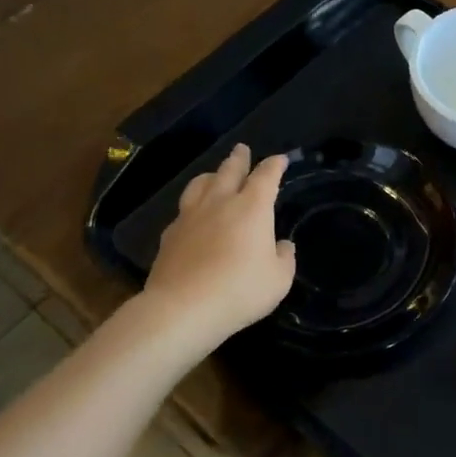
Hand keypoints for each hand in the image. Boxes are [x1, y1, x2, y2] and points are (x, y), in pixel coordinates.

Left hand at [143, 144, 295, 349]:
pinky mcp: (170, 234)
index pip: (266, 177)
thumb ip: (284, 258)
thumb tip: (282, 245)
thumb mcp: (279, 279)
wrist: (183, 308)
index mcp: (252, 208)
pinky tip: (193, 213)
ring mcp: (191, 216)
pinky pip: (184, 209)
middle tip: (242, 149)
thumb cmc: (240, 290)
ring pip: (201, 184)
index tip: (280, 160)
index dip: (274, 166)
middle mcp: (220, 203)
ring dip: (212, 175)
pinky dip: (193, 204)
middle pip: (229, 171)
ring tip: (215, 175)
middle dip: (239, 159)